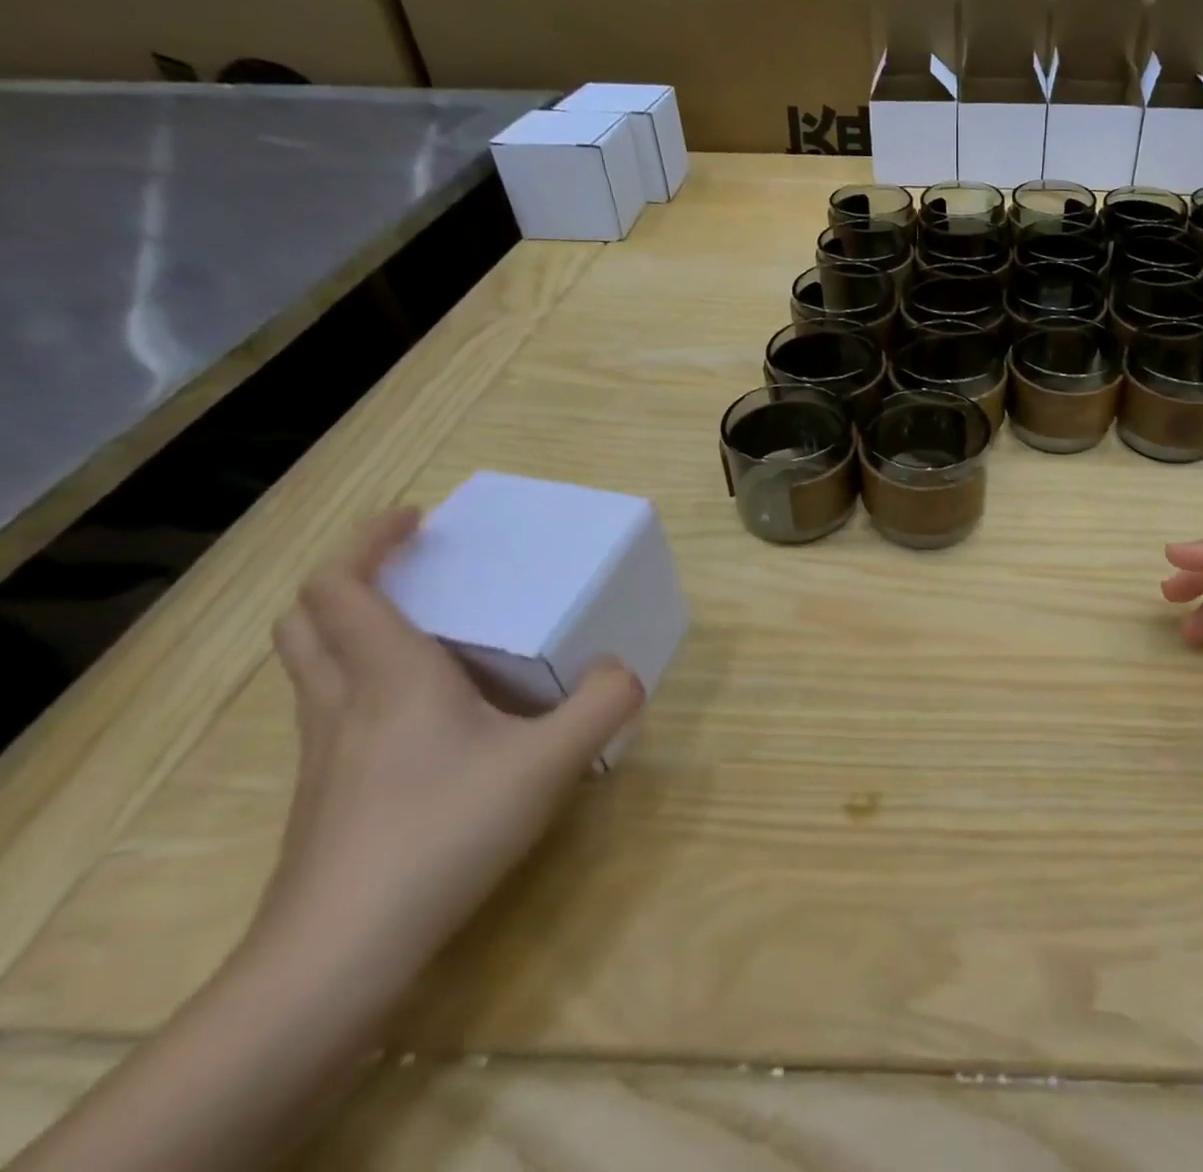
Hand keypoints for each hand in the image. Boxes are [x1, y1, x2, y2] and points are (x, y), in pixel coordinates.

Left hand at [257, 509, 645, 980]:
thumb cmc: (443, 833)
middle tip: (409, 568)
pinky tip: (423, 715)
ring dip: (350, 628)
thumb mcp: (549, 763)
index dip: (369, 540)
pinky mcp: (325, 794)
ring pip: (312, 666)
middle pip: (307, 619)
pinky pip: (330, 709)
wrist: (338, 955)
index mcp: (390, 676)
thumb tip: (624, 671)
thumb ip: (602, 705)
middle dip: (349, 577)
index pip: (342, 585)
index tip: (414, 519)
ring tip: (421, 630)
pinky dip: (360, 681)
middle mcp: (343, 702)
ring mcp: (323, 752)